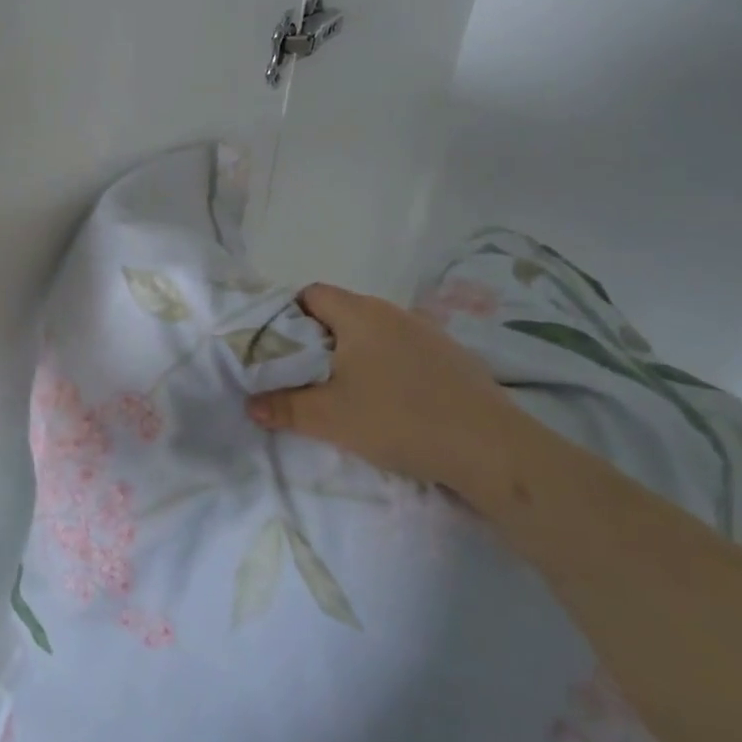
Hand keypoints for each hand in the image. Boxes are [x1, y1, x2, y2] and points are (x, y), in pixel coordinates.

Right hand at [246, 283, 520, 493]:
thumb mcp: (330, 417)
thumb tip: (251, 404)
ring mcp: (426, 332)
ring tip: (344, 393)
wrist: (490, 448)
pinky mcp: (450, 357)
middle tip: (303, 377)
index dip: (287, 316)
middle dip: (317, 341)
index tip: (278, 351)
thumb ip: (285, 407)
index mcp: (359, 313)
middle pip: (340, 313)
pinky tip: (390, 403)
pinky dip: (385, 368)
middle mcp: (392, 312)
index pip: (311, 294)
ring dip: (352, 356)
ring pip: (372, 334)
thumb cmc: (399, 418)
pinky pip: (402, 351)